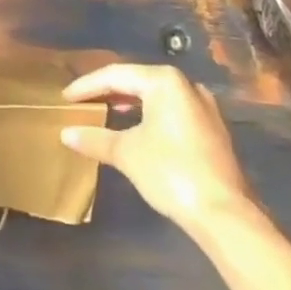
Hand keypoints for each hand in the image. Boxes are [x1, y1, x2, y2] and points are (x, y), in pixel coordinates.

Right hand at [61, 63, 256, 235]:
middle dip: (108, 91)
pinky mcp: (212, 129)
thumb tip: (66, 133)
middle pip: (138, 81)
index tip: (65, 97)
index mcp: (164, 80)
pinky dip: (149, 115)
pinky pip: (172, 111)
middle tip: (83, 102)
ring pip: (156, 96)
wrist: (225, 214)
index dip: (87, 86)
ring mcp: (203, 107)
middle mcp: (186, 85)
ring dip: (129, 103)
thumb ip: (95, 138)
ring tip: (105, 113)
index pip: (116, 75)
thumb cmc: (171, 172)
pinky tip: (136, 130)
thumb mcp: (127, 153)